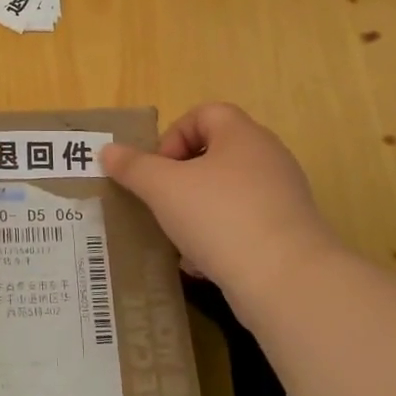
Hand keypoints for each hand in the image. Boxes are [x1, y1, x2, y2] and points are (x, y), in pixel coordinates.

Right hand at [100, 103, 343, 323]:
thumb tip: (108, 151)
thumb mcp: (163, 188)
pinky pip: (243, 225)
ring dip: (196, 211)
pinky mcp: (288, 234)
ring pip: (226, 193)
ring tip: (176, 237)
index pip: (204, 114)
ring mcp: (282, 197)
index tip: (156, 169)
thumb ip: (133, 167)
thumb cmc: (220, 217)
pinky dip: (218, 238)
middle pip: (214, 154)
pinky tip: (200, 264)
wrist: (286, 281)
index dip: (173, 135)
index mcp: (242, 135)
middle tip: (160, 201)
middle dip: (180, 179)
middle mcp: (267, 159)